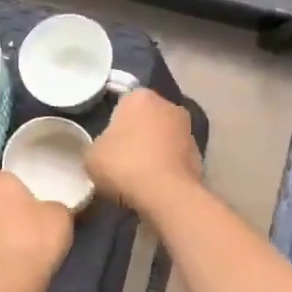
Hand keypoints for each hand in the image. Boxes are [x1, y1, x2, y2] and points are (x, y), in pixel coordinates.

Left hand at [0, 171, 72, 291]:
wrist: (6, 284)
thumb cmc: (35, 239)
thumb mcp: (60, 215)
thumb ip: (53, 207)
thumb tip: (48, 211)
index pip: (9, 181)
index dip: (23, 196)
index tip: (35, 212)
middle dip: (3, 215)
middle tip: (25, 233)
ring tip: (12, 259)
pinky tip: (0, 277)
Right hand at [87, 89, 202, 217]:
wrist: (166, 194)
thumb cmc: (124, 165)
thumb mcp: (91, 156)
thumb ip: (99, 145)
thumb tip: (107, 150)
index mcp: (140, 97)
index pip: (123, 102)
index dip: (114, 122)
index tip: (108, 142)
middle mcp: (168, 105)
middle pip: (147, 117)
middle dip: (137, 132)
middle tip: (122, 157)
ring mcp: (188, 129)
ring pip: (164, 136)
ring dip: (155, 149)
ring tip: (139, 174)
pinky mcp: (200, 154)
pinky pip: (175, 156)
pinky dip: (167, 165)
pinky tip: (156, 184)